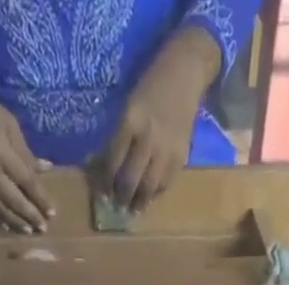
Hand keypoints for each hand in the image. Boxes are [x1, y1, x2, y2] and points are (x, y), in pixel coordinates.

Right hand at [0, 46, 54, 231]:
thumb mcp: (5, 120)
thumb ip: (24, 149)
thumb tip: (45, 169)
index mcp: (1, 153)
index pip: (27, 182)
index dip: (41, 199)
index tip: (53, 212)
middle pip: (14, 201)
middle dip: (30, 215)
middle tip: (43, 228)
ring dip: (15, 221)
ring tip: (28, 230)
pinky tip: (4, 225)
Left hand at [100, 27, 219, 209]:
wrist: (186, 70)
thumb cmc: (152, 83)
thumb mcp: (129, 103)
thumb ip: (120, 134)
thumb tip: (107, 164)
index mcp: (131, 119)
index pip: (113, 160)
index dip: (106, 181)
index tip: (102, 193)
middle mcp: (148, 137)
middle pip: (131, 179)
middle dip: (121, 197)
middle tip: (116, 207)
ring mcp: (166, 149)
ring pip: (149, 187)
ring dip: (139, 202)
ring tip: (132, 211)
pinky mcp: (181, 155)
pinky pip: (166, 183)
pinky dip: (156, 193)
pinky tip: (149, 198)